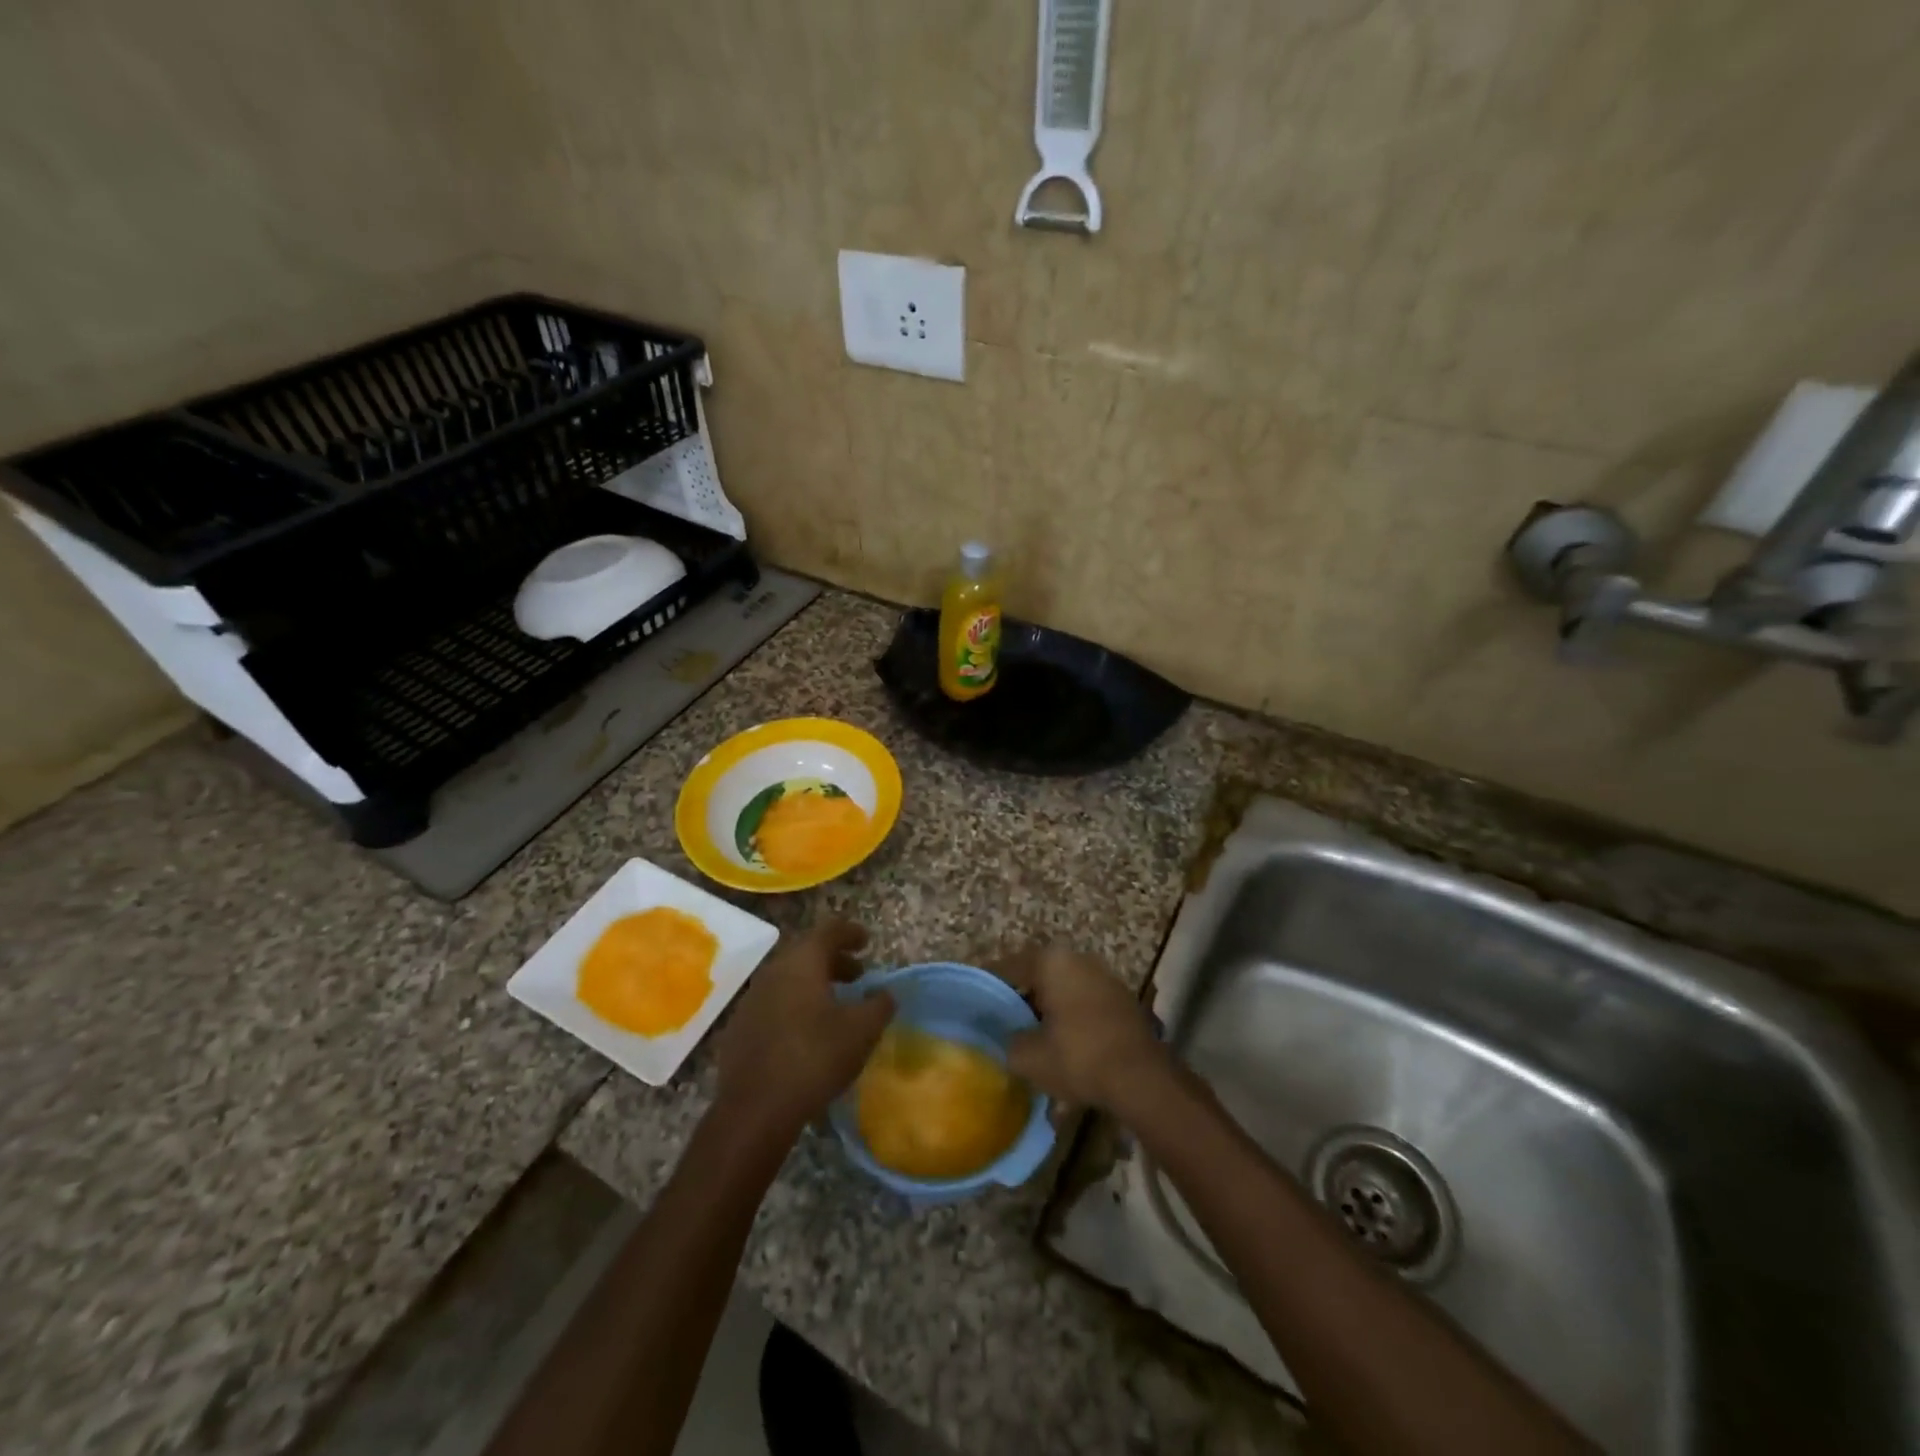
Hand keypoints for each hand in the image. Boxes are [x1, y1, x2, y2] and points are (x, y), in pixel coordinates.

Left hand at [713, 919, 893, 1140]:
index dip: (850, 932)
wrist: (755, 1110)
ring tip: (835, 1003)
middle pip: (806, 953)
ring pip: (788, 978)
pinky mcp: (739, 1029)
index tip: (867, 941)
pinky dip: (795, 1005)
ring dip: (814, 983)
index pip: (828, 930)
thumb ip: (879, 1005)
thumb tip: (884, 993)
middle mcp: (773, 972)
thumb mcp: (862, 1031)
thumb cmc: (815, 1058)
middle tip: (857, 974)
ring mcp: (751, 1000)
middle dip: (834, 960)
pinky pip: (774, 1003)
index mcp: (802, 962)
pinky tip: (806, 1031)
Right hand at [998, 946, 1167, 1112]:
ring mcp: (1104, 975)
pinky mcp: (1122, 998)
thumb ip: (1009, 1042)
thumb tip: (1008, 1039)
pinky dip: (1071, 1014)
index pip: (1009, 967)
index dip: (991, 985)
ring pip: (1064, 986)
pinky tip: (1065, 1040)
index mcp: (1051, 961)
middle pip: (1038, 973)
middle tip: (1004, 1019)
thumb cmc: (1078, 1057)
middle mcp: (1078, 958)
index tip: (978, 1002)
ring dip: (1049, 1005)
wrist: (1141, 1078)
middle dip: (1022, 995)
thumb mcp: (1029, 1057)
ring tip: (1034, 1033)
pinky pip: (1085, 1000)